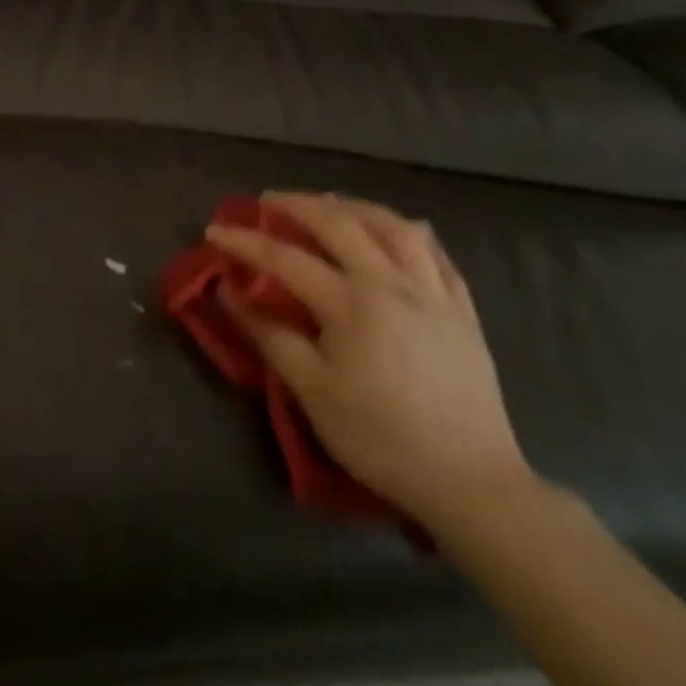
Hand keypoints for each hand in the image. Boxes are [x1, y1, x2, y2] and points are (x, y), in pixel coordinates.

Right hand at [207, 193, 530, 530]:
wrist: (471, 483)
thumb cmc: (380, 439)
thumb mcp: (312, 393)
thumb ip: (269, 335)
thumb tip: (229, 293)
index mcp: (351, 304)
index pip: (285, 258)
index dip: (245, 241)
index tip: (214, 230)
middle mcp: (392, 283)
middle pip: (339, 222)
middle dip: (296, 204)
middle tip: (267, 202)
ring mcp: (433, 292)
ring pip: (393, 225)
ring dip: (354, 206)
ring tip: (330, 205)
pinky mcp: (462, 310)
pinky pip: (436, 253)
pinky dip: (408, 232)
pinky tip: (395, 232)